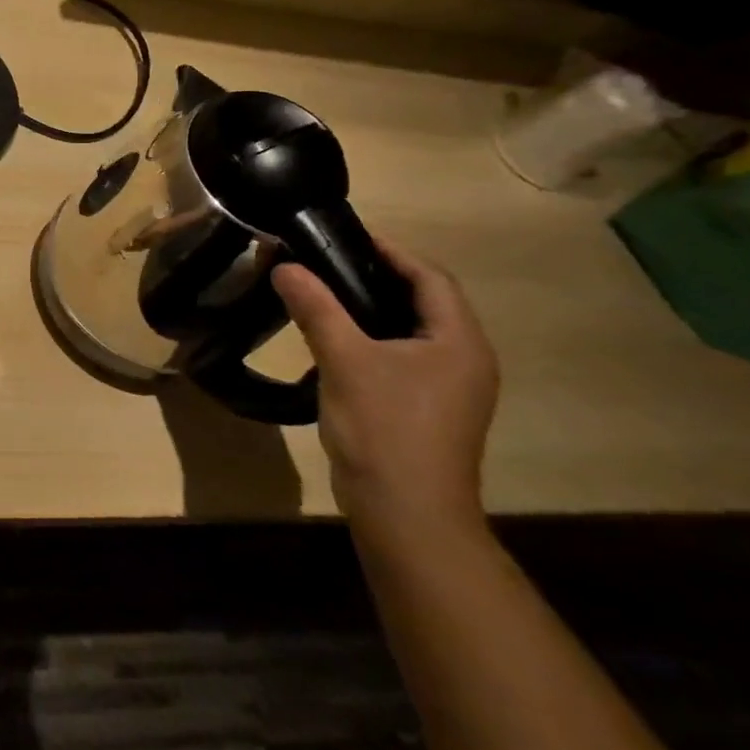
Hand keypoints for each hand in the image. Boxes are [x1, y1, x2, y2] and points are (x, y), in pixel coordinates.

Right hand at [272, 241, 498, 541]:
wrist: (406, 512)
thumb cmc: (385, 428)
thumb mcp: (344, 360)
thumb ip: (316, 308)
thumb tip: (285, 266)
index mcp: (458, 341)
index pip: (430, 277)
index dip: (390, 251)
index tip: (343, 236)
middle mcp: (464, 359)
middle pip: (424, 301)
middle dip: (377, 276)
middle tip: (325, 262)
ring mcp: (449, 388)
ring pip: (411, 331)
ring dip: (372, 308)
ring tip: (323, 294)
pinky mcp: (428, 408)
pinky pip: (402, 356)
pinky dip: (372, 338)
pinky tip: (335, 341)